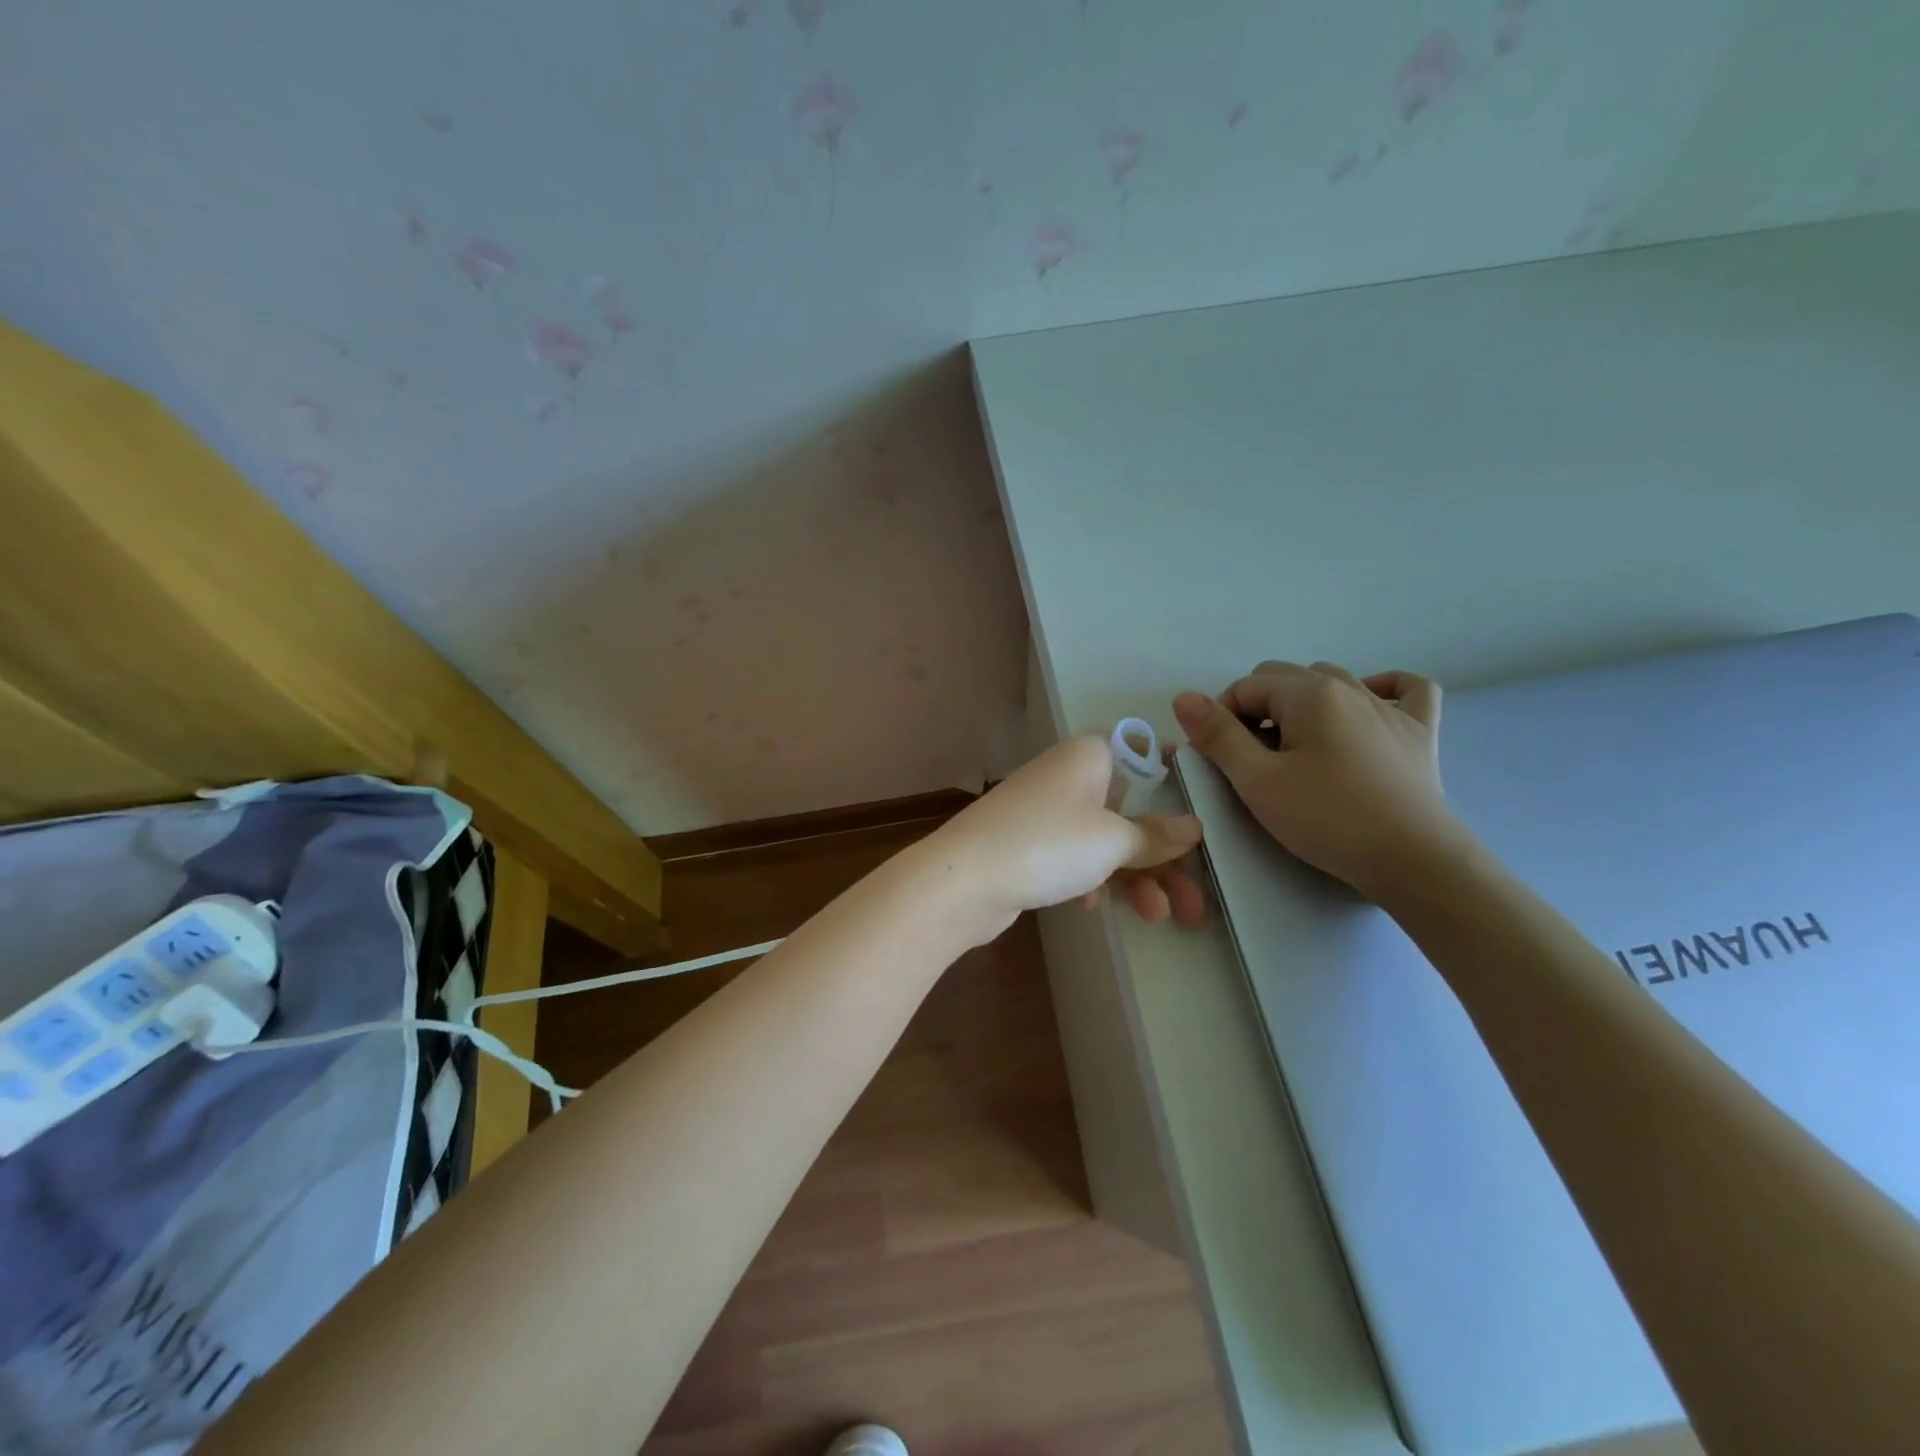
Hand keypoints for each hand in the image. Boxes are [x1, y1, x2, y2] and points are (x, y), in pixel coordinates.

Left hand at [930, 735, 1204, 941]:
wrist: (962, 880)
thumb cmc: (1048, 844)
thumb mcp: (1112, 840)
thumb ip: (1155, 835)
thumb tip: (1192, 827)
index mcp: (1088, 756)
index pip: (1140, 749)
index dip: (1172, 772)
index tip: (1203, 804)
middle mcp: (1066, 776)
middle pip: (1129, 807)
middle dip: (1163, 855)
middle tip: (1194, 900)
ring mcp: (1044, 811)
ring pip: (1104, 839)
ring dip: (1135, 877)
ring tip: (1160, 917)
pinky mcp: (1028, 845)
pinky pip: (1074, 857)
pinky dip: (1092, 880)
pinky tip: (1092, 909)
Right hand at [1173, 661, 1464, 900]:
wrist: (1412, 860)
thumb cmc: (1327, 819)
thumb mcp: (1258, 781)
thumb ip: (1218, 736)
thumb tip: (1184, 697)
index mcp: (1308, 694)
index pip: (1246, 686)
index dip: (1220, 716)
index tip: (1216, 755)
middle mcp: (1349, 688)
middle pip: (1285, 677)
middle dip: (1256, 706)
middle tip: (1248, 756)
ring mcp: (1390, 708)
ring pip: (1333, 680)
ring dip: (1303, 701)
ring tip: (1294, 744)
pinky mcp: (1419, 732)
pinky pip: (1406, 690)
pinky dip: (1384, 687)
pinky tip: (1370, 704)